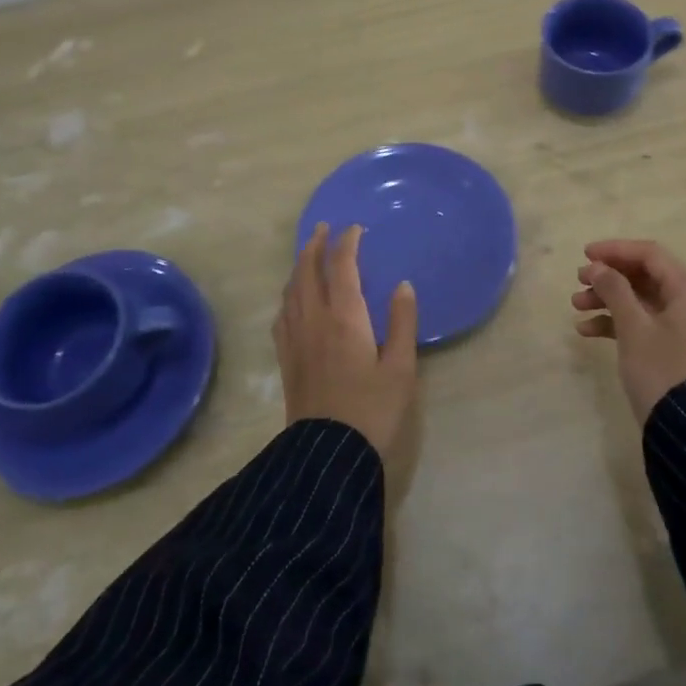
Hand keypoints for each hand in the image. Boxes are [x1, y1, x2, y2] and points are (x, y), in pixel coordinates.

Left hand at [275, 222, 418, 461]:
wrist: (328, 456)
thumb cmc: (372, 410)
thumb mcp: (400, 368)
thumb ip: (402, 323)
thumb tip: (403, 286)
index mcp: (344, 317)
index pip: (341, 267)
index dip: (346, 243)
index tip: (355, 228)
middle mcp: (314, 320)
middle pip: (308, 271)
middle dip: (315, 246)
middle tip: (323, 228)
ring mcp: (295, 339)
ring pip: (291, 290)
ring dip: (299, 266)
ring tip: (307, 254)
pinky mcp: (286, 359)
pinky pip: (282, 314)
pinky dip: (288, 294)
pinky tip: (292, 299)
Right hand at [572, 238, 685, 422]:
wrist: (685, 427)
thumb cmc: (660, 368)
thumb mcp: (633, 326)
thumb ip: (614, 289)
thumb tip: (596, 266)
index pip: (649, 254)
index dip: (616, 250)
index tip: (585, 254)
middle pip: (642, 275)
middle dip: (608, 276)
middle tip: (578, 279)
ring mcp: (677, 325)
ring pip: (637, 298)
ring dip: (606, 298)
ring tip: (576, 305)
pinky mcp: (667, 345)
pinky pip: (638, 321)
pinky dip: (613, 322)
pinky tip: (585, 330)